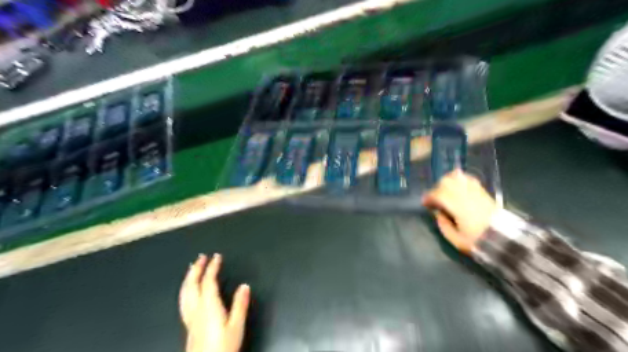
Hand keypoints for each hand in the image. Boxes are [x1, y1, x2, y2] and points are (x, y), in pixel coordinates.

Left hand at [179, 254, 249, 351]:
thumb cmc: (223, 346)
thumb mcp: (237, 326)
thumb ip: (240, 305)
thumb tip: (244, 286)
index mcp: (209, 306)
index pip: (208, 282)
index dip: (212, 267)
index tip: (216, 256)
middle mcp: (196, 309)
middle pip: (192, 285)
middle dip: (196, 269)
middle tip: (202, 257)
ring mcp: (190, 317)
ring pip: (185, 293)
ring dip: (188, 278)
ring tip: (192, 268)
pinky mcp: (188, 324)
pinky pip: (183, 301)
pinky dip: (185, 290)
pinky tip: (188, 291)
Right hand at [424, 170, 498, 252]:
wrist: (505, 240)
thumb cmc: (478, 241)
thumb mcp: (456, 240)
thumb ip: (443, 225)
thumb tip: (438, 214)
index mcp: (458, 207)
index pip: (439, 195)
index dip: (429, 197)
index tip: (425, 203)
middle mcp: (466, 196)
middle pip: (446, 182)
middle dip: (437, 188)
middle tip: (435, 198)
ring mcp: (476, 192)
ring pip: (457, 177)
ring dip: (447, 182)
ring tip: (444, 190)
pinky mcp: (483, 192)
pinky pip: (469, 179)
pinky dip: (460, 179)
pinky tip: (457, 185)